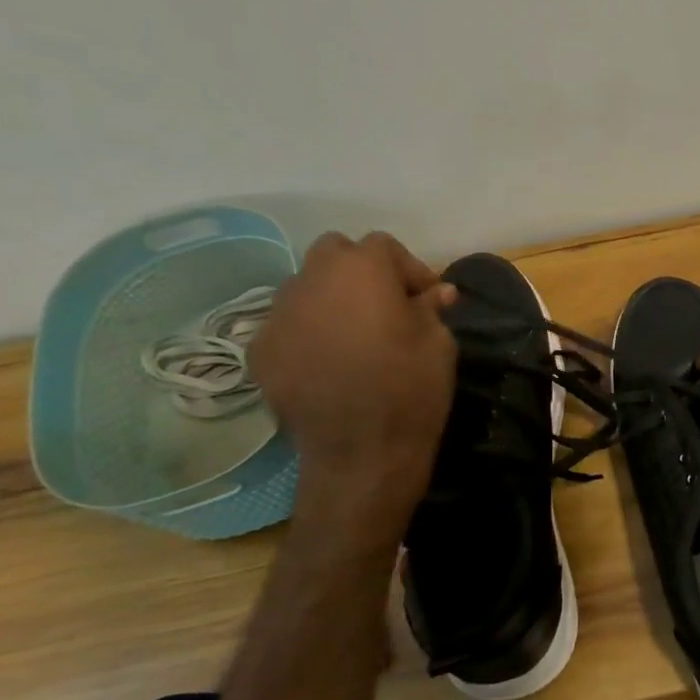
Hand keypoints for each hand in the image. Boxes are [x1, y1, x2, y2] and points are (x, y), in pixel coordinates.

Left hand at [249, 232, 457, 515]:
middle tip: (386, 306)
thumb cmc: (411, 389)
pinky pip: (288, 325)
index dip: (410, 269)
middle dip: (361, 271)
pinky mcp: (260, 351)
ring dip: (332, 299)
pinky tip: (328, 362)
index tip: (428, 299)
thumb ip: (431, 308)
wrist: (362, 454)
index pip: (383, 245)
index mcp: (360, 270)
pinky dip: (308, 332)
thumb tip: (436, 293)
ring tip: (354, 334)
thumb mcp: (439, 343)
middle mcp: (310, 280)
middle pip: (335, 253)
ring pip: (306, 287)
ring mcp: (278, 315)